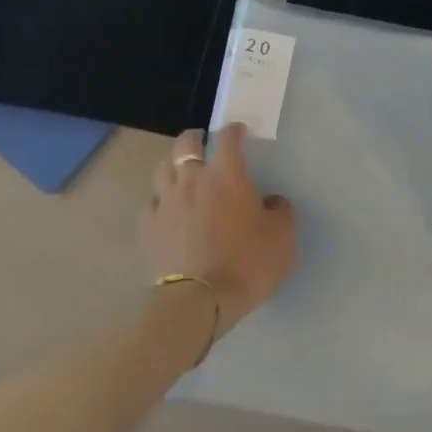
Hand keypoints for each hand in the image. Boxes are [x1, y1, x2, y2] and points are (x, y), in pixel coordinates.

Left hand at [141, 126, 296, 332]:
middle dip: (195, 138)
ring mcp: (166, 202)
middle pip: (186, 144)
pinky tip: (167, 208)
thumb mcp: (282, 237)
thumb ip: (280, 212)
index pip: (228, 138)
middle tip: (203, 142)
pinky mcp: (149, 227)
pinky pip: (152, 203)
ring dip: (174, 164)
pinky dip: (160, 200)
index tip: (239, 131)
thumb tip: (271, 202)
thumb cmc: (247, 263)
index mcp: (226, 175)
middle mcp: (192, 180)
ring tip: (182, 171)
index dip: (234, 130)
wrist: (201, 301)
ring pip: (163, 168)